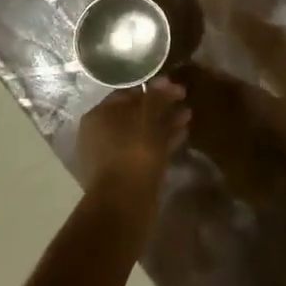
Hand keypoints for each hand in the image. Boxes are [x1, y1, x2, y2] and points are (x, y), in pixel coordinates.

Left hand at [74, 78, 190, 198]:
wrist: (125, 205)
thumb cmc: (133, 153)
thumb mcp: (148, 118)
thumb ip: (156, 96)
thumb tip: (164, 80)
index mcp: (98, 116)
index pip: (127, 93)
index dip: (153, 88)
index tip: (176, 87)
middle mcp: (100, 133)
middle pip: (134, 113)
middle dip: (160, 107)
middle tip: (184, 100)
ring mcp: (111, 155)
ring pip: (141, 132)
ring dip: (163, 124)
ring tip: (188, 116)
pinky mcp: (125, 172)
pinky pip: (145, 149)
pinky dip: (161, 142)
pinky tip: (181, 136)